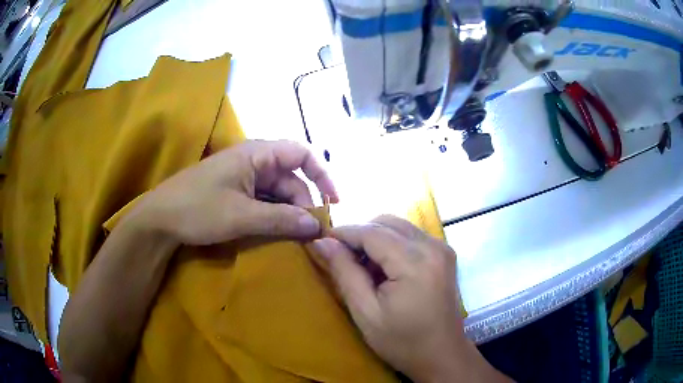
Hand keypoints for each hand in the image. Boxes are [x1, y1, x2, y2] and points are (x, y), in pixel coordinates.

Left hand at [133, 140, 337, 244]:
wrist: (160, 219)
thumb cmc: (198, 209)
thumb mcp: (241, 216)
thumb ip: (281, 219)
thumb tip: (317, 226)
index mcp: (256, 154)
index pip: (302, 153)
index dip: (322, 174)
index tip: (334, 201)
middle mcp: (253, 161)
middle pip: (291, 177)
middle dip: (304, 203)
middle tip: (311, 233)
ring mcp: (243, 177)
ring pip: (278, 192)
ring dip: (289, 212)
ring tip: (297, 236)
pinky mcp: (235, 192)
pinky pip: (263, 200)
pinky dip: (274, 215)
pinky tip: (278, 232)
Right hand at [312, 216, 509, 382]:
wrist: (442, 355)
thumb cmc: (402, 341)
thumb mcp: (365, 312)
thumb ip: (344, 272)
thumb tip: (322, 242)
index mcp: (415, 262)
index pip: (372, 232)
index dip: (344, 232)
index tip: (322, 240)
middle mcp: (433, 246)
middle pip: (387, 222)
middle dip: (360, 234)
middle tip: (342, 257)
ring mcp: (442, 248)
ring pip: (399, 227)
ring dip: (376, 238)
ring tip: (362, 266)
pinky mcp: (445, 254)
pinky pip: (411, 237)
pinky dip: (392, 244)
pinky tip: (384, 268)